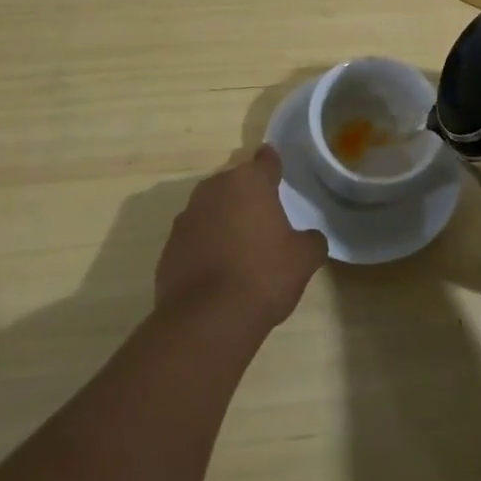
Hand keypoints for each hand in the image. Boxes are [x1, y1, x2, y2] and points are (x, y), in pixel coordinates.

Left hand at [155, 145, 327, 336]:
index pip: (266, 161)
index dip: (273, 164)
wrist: (207, 319)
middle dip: (247, 195)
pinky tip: (218, 269)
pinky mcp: (169, 246)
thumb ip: (311, 240)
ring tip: (240, 245)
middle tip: (264, 217)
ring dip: (224, 219)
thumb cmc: (262, 276)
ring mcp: (187, 217)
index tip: (277, 168)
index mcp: (250, 183)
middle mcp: (215, 189)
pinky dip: (205, 245)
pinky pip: (194, 236)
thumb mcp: (303, 259)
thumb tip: (310, 238)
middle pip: (235, 183)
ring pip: (212, 208)